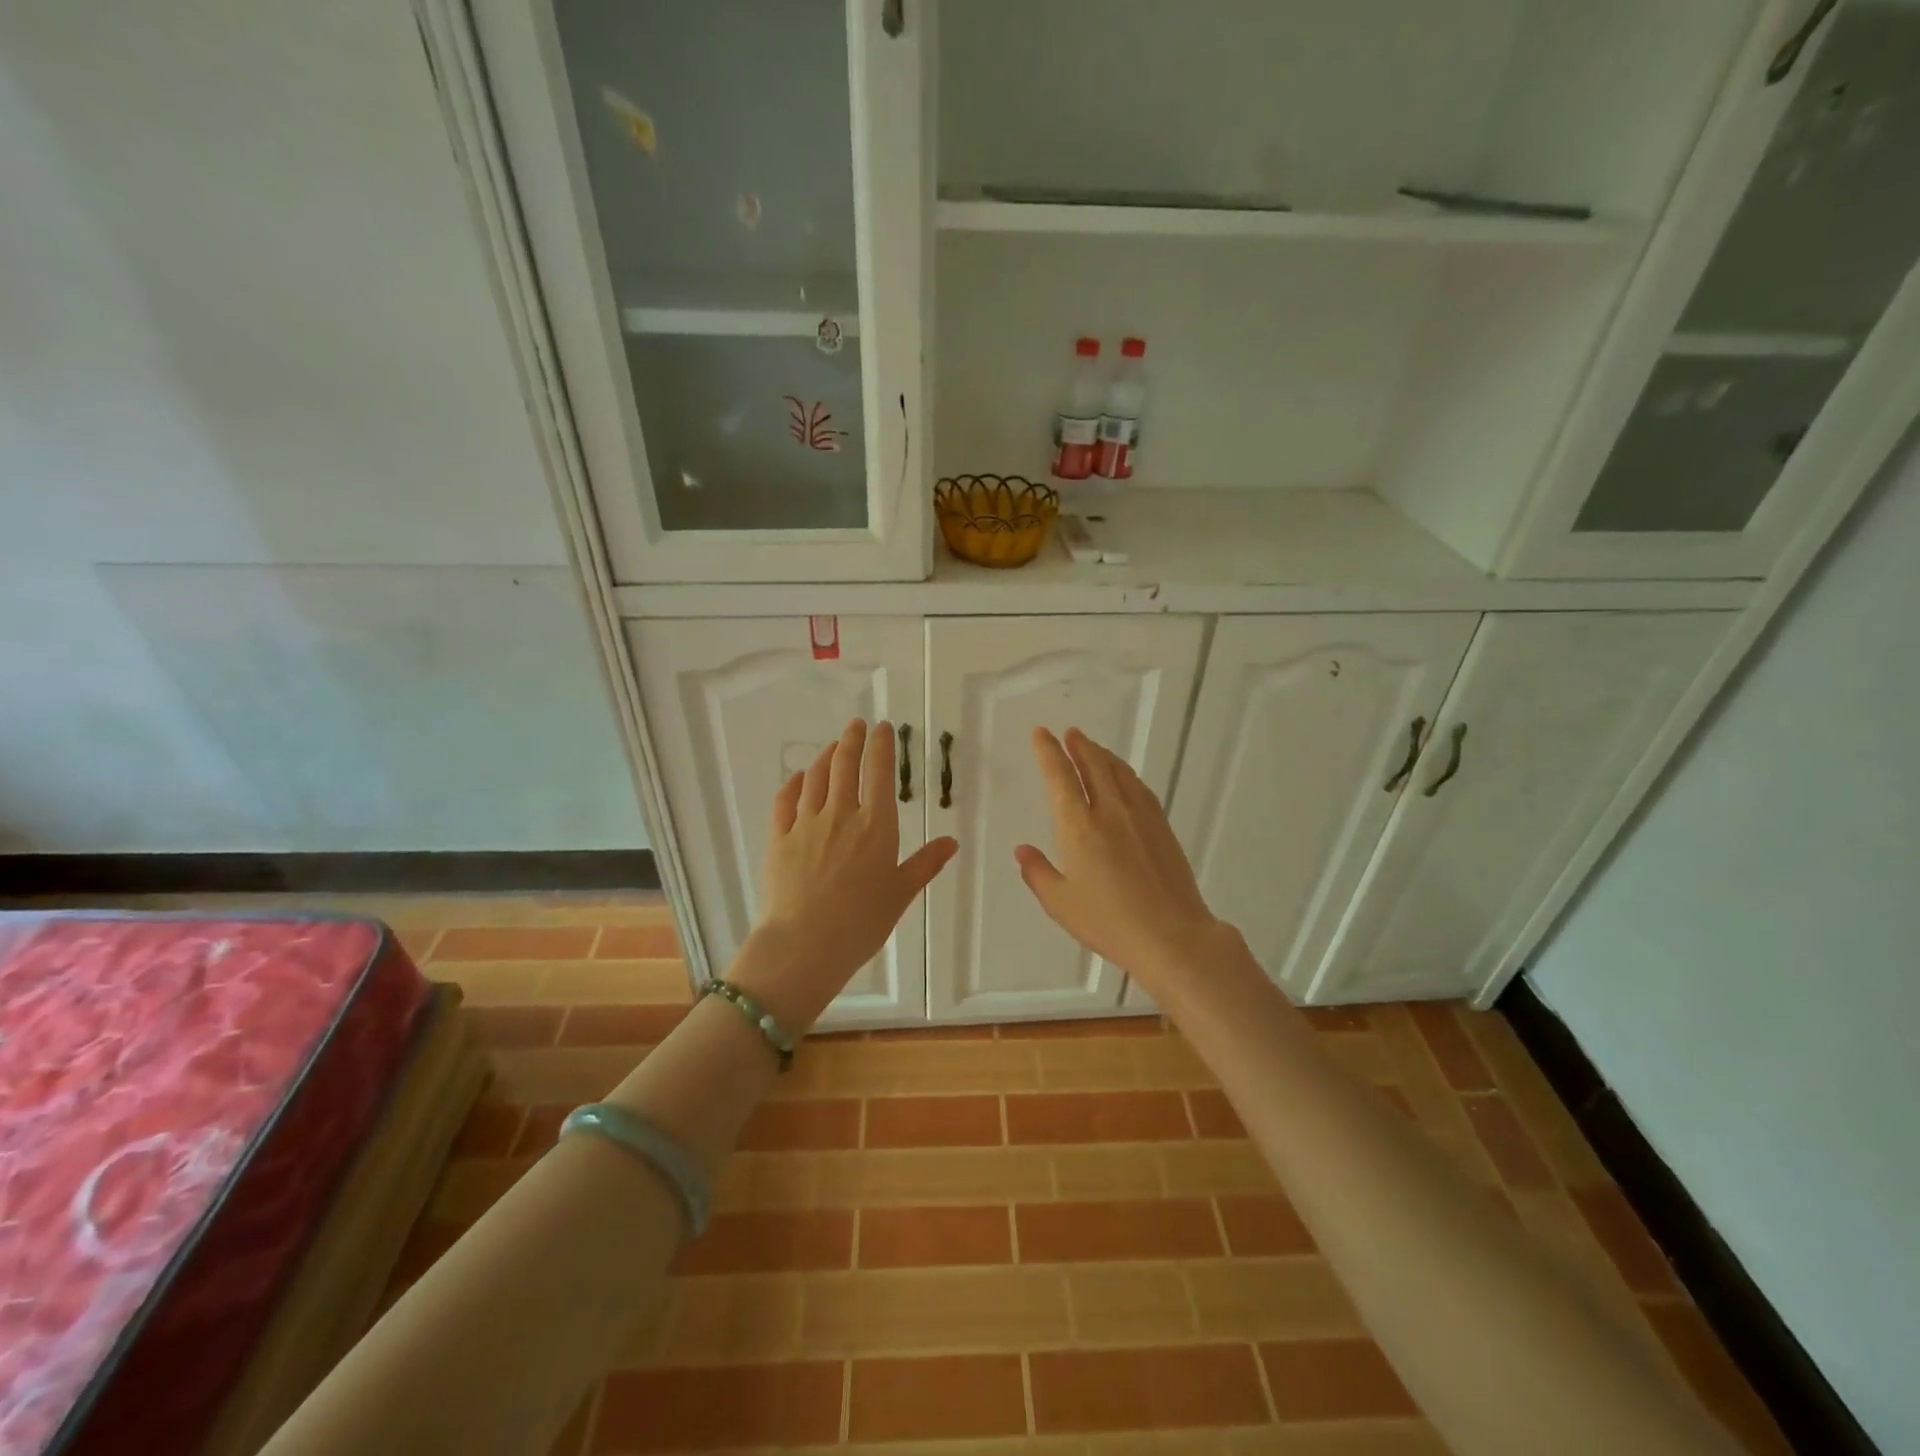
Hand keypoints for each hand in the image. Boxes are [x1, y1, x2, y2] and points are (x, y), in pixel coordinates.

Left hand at [739, 719, 957, 1027]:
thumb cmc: (861, 923)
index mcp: (875, 825)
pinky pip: (785, 801)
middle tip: (856, 725)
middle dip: (852, 740)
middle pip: (844, 765)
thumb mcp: (901, 894)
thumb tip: (951, 841)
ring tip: (832, 746)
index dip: (882, 745)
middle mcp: (841, 814)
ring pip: (815, 777)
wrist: (804, 945)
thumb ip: (925, 863)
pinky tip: (797, 777)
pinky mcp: (780, 838)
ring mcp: (806, 824)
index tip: (883, 728)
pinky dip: (793, 783)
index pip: (879, 772)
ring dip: (825, 756)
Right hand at [1015, 727, 1231, 990]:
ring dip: (1102, 754)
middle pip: (1092, 765)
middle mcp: (1109, 811)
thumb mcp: (1061, 904)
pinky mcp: (1162, 827)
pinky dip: (1125, 773)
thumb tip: (1023, 851)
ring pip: (1118, 772)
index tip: (1041, 734)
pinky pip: (1139, 787)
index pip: (1060, 777)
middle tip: (1069, 733)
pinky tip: (1124, 777)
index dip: (1048, 752)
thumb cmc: (1109, 923)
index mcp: (1078, 827)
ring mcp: (1140, 816)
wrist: (1172, 936)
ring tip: (1091, 746)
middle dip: (1078, 746)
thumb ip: (1038, 873)